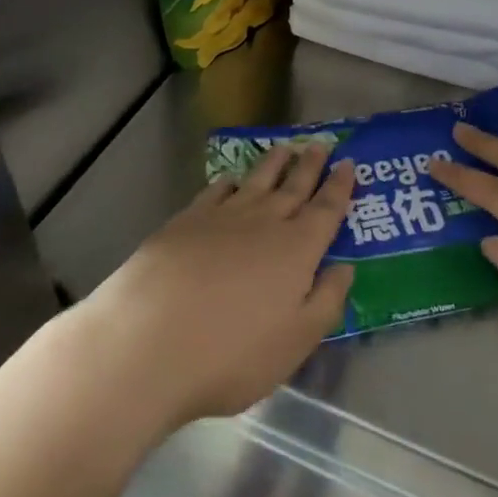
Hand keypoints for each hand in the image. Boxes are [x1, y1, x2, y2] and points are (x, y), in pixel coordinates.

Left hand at [72, 143, 355, 432]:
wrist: (149, 340)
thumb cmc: (231, 353)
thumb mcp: (295, 342)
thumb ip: (326, 302)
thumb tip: (345, 267)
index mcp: (297, 249)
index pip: (326, 210)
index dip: (339, 187)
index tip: (348, 164)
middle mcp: (264, 222)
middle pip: (293, 187)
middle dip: (310, 166)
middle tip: (320, 143)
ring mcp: (223, 217)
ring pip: (257, 181)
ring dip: (274, 164)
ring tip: (285, 148)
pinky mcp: (186, 221)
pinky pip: (216, 191)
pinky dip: (229, 182)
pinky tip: (231, 180)